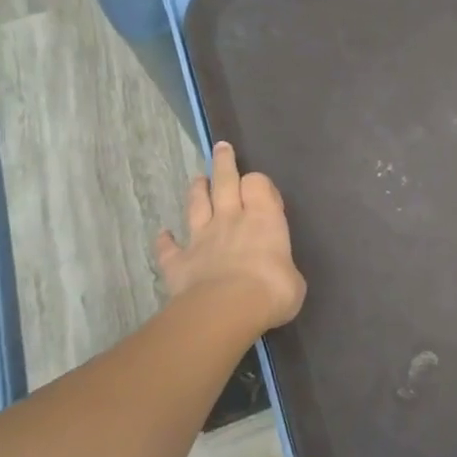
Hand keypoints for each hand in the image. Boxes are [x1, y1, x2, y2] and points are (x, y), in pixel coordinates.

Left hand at [154, 142, 305, 336]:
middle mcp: (231, 220)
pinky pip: (169, 248)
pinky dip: (165, 241)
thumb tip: (280, 275)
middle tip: (221, 148)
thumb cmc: (272, 290)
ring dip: (196, 191)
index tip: (262, 189)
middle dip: (224, 164)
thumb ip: (283, 268)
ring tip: (197, 179)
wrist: (226, 309)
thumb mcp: (294, 280)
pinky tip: (163, 234)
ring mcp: (202, 238)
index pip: (258, 184)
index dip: (259, 183)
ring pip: (197, 205)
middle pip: (224, 182)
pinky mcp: (179, 261)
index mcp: (265, 219)